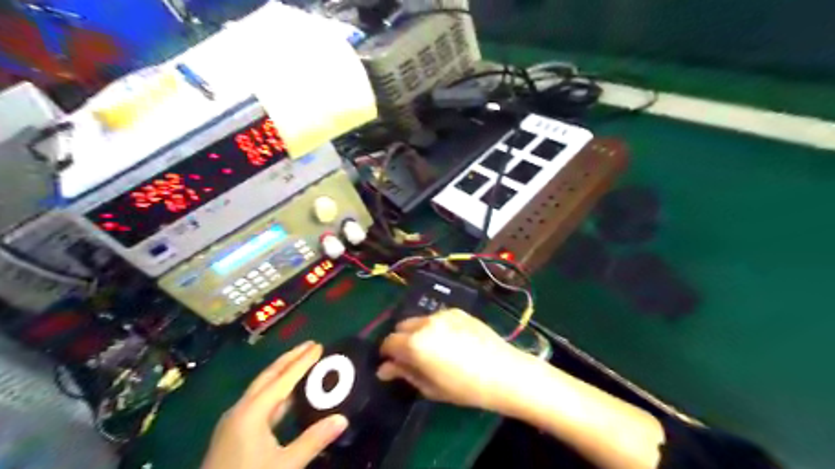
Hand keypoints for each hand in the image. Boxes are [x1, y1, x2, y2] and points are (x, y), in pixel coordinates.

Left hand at [201, 342, 349, 468]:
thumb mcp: (284, 466)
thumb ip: (313, 441)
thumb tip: (343, 419)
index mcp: (251, 412)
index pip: (283, 379)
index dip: (303, 362)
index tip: (319, 346)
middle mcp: (240, 410)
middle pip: (268, 376)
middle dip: (290, 358)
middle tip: (311, 345)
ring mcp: (234, 422)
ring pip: (262, 388)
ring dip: (282, 373)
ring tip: (302, 362)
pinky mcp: (233, 433)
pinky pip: (259, 402)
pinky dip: (276, 392)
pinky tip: (287, 396)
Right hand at [378, 310, 533, 411]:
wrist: (503, 372)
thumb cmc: (465, 388)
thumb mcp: (430, 387)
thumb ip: (405, 374)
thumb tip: (385, 369)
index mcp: (415, 342)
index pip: (389, 342)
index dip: (387, 354)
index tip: (392, 365)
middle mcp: (425, 322)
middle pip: (402, 326)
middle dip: (401, 340)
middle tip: (412, 358)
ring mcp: (443, 314)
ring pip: (419, 320)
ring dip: (417, 332)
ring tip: (433, 349)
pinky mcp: (458, 311)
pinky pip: (437, 317)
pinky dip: (435, 326)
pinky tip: (449, 341)